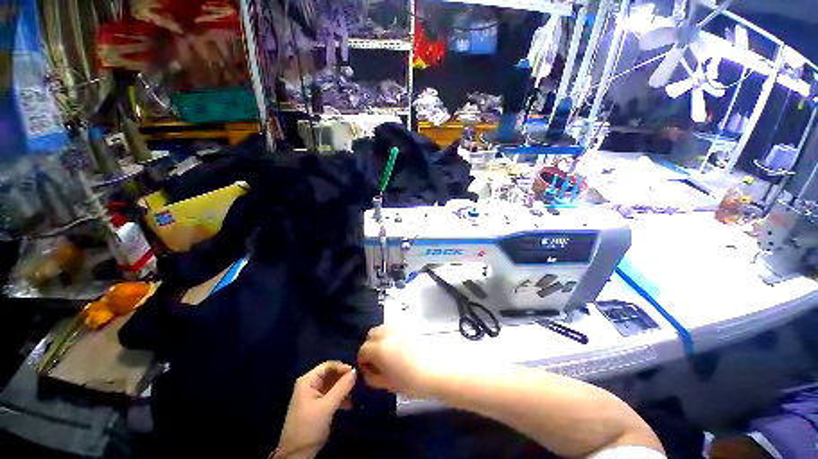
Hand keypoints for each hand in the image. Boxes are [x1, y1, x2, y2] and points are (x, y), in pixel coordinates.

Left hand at [275, 362, 355, 458]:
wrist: (296, 455)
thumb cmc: (309, 427)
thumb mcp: (327, 407)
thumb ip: (342, 388)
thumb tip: (355, 371)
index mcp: (307, 381)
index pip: (328, 366)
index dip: (342, 367)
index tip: (355, 372)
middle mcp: (309, 385)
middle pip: (330, 374)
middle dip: (343, 378)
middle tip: (357, 383)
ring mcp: (312, 395)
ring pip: (332, 385)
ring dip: (343, 389)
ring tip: (354, 395)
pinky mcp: (316, 405)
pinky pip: (330, 395)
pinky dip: (339, 397)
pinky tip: (348, 405)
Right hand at [357, 326, 448, 398]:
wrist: (437, 369)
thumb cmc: (412, 381)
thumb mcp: (388, 384)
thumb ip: (372, 376)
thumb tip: (367, 370)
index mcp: (378, 348)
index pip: (362, 350)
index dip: (363, 361)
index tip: (369, 370)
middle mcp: (386, 333)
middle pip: (370, 335)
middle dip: (370, 346)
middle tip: (377, 360)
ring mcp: (398, 328)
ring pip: (381, 328)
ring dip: (379, 338)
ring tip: (388, 353)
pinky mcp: (408, 327)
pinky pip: (393, 328)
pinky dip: (390, 335)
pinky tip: (398, 347)